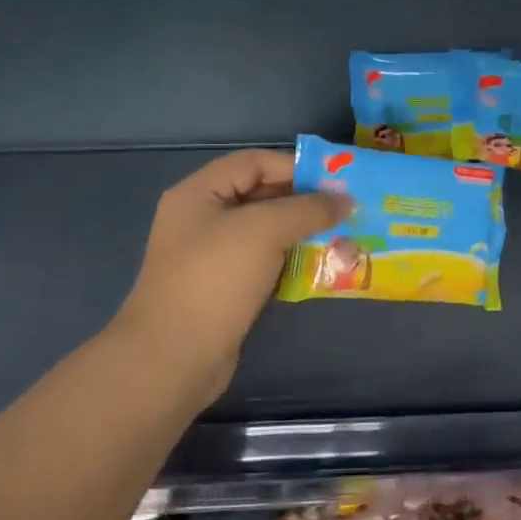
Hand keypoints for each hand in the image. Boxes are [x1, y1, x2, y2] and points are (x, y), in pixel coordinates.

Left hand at [109, 150, 349, 407]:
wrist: (173, 358)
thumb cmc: (215, 279)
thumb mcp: (264, 230)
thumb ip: (308, 209)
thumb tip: (345, 200)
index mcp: (199, 193)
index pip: (254, 162)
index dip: (295, 167)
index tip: (337, 181)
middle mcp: (203, 218)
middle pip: (261, 195)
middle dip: (304, 201)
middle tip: (346, 210)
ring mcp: (212, 256)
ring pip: (266, 231)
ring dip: (303, 232)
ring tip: (342, 236)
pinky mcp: (225, 288)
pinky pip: (265, 262)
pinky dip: (292, 261)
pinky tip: (321, 266)